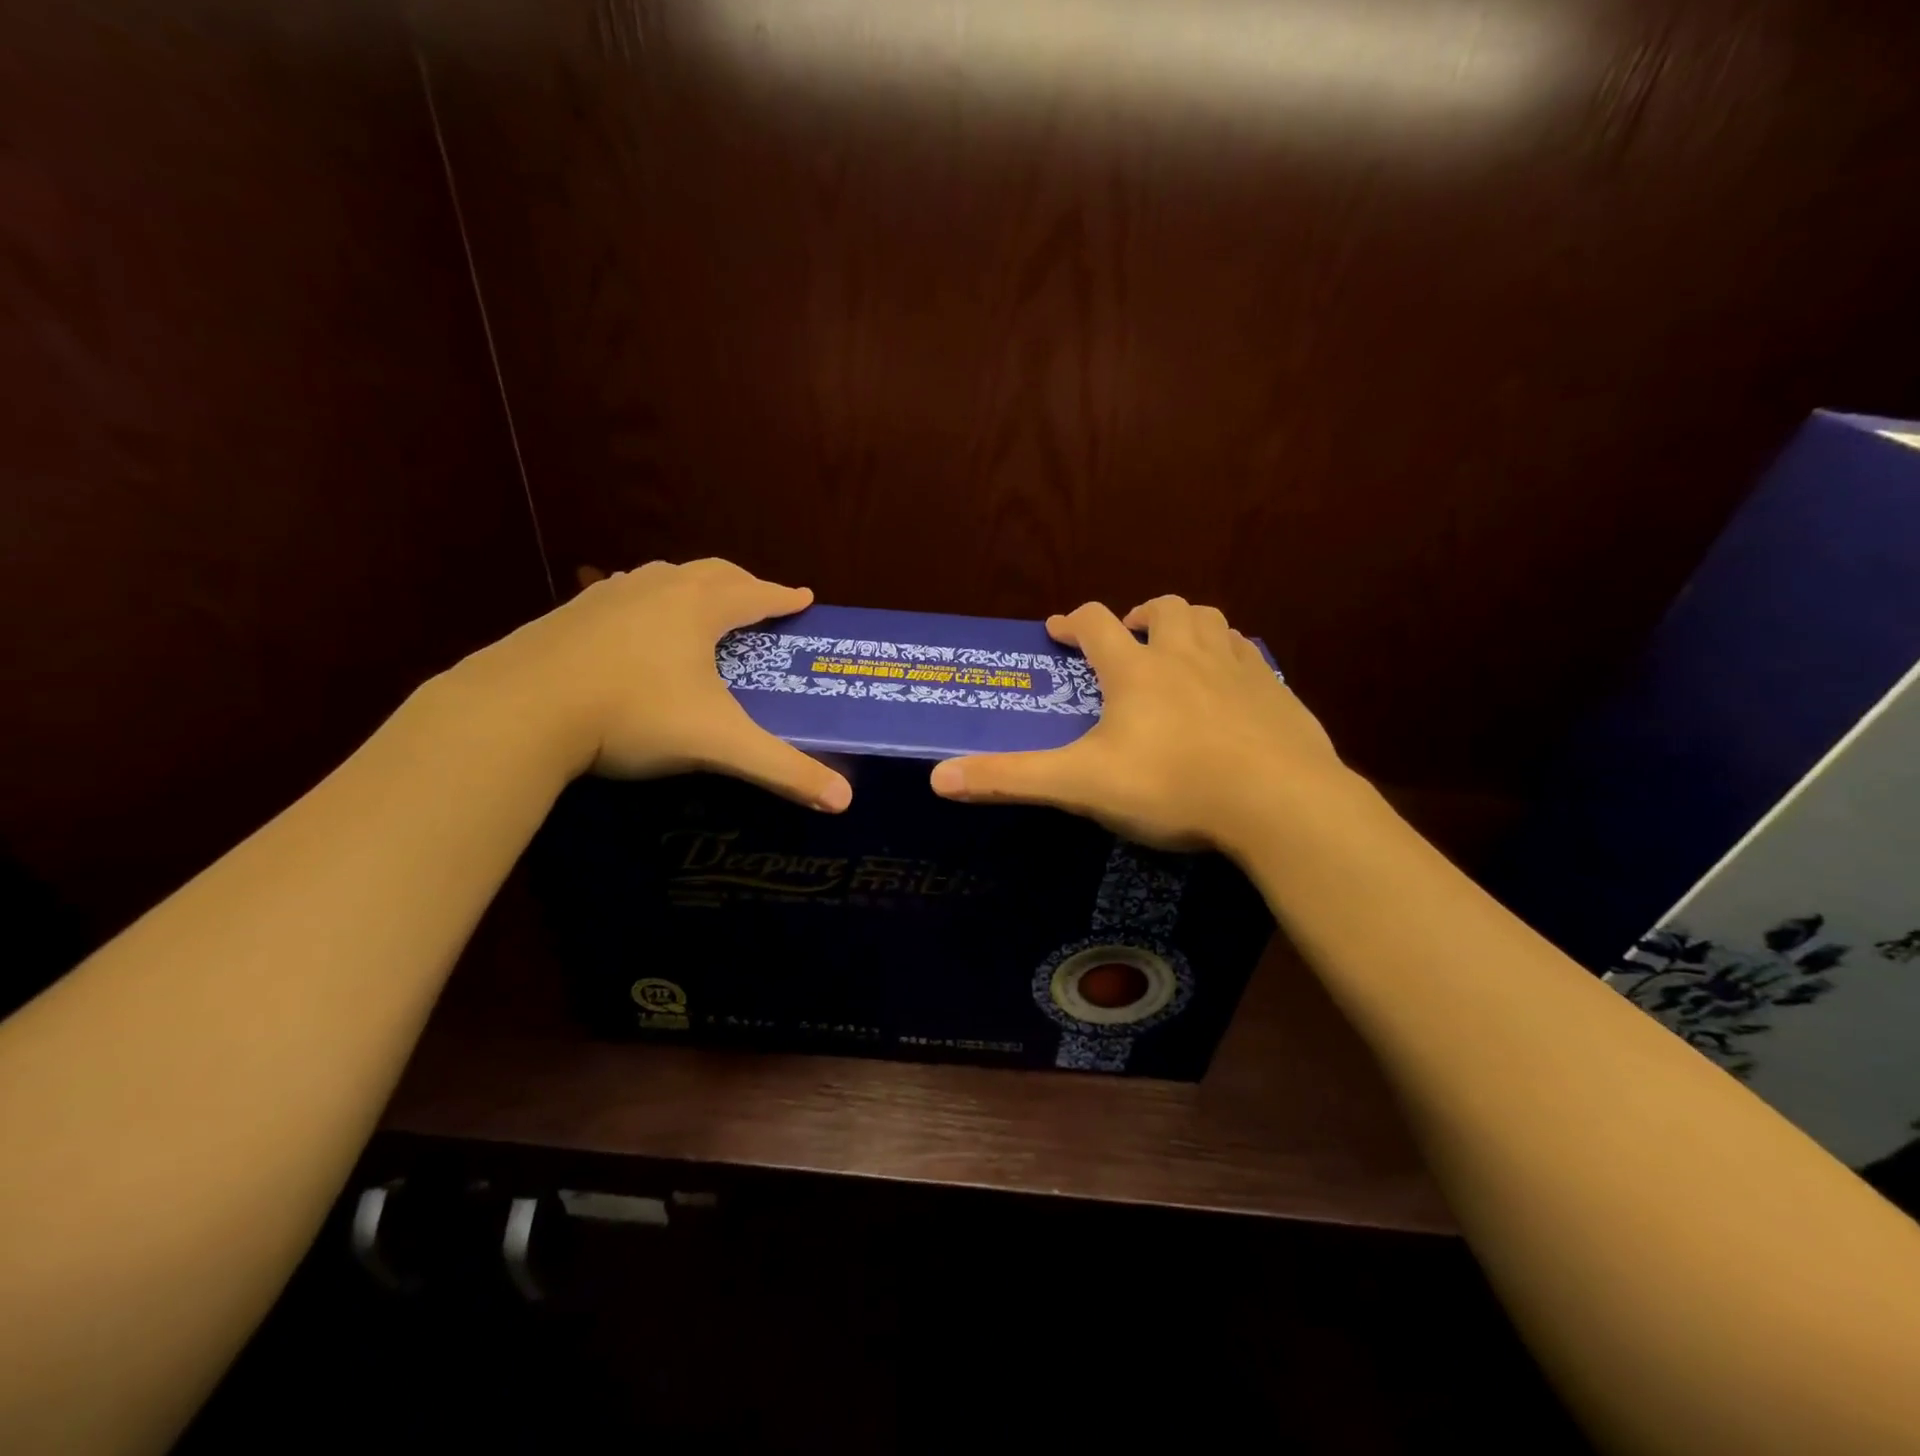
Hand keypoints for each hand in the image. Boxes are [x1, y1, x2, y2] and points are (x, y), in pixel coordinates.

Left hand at [447, 558, 851, 810]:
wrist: (520, 710)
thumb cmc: (633, 715)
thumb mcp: (718, 743)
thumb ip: (783, 770)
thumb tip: (845, 801)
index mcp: (697, 609)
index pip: (754, 594)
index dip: (783, 596)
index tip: (805, 596)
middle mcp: (656, 590)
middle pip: (711, 573)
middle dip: (742, 584)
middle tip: (759, 600)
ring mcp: (607, 597)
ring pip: (662, 576)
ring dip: (692, 586)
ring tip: (701, 606)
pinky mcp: (569, 615)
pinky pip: (622, 595)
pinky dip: (646, 602)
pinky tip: (634, 628)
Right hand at [928, 597, 1343, 852]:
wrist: (1279, 802)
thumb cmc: (1172, 785)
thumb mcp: (1081, 785)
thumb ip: (1010, 778)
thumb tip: (937, 778)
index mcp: (1137, 670)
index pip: (1096, 623)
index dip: (1073, 621)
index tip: (1059, 630)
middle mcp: (1186, 654)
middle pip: (1163, 609)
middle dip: (1138, 616)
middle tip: (1126, 641)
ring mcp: (1237, 668)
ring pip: (1210, 621)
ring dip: (1187, 626)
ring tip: (1176, 653)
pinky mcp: (1277, 691)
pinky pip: (1250, 656)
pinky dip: (1231, 658)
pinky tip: (1229, 687)